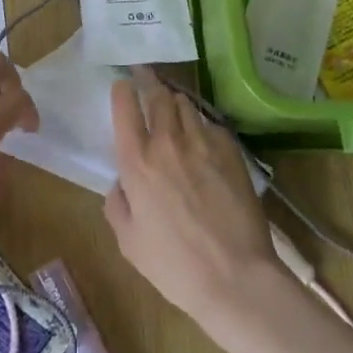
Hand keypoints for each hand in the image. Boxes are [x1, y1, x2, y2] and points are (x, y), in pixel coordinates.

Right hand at [104, 69, 284, 331]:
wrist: (235, 277)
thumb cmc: (174, 266)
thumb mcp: (128, 241)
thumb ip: (117, 203)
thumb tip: (122, 182)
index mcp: (136, 163)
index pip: (125, 107)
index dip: (122, 90)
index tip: (122, 84)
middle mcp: (168, 143)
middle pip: (157, 95)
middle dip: (149, 81)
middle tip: (145, 75)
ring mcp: (203, 143)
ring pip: (186, 104)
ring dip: (175, 100)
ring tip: (172, 103)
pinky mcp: (231, 151)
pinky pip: (211, 124)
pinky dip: (201, 123)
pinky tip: (201, 135)